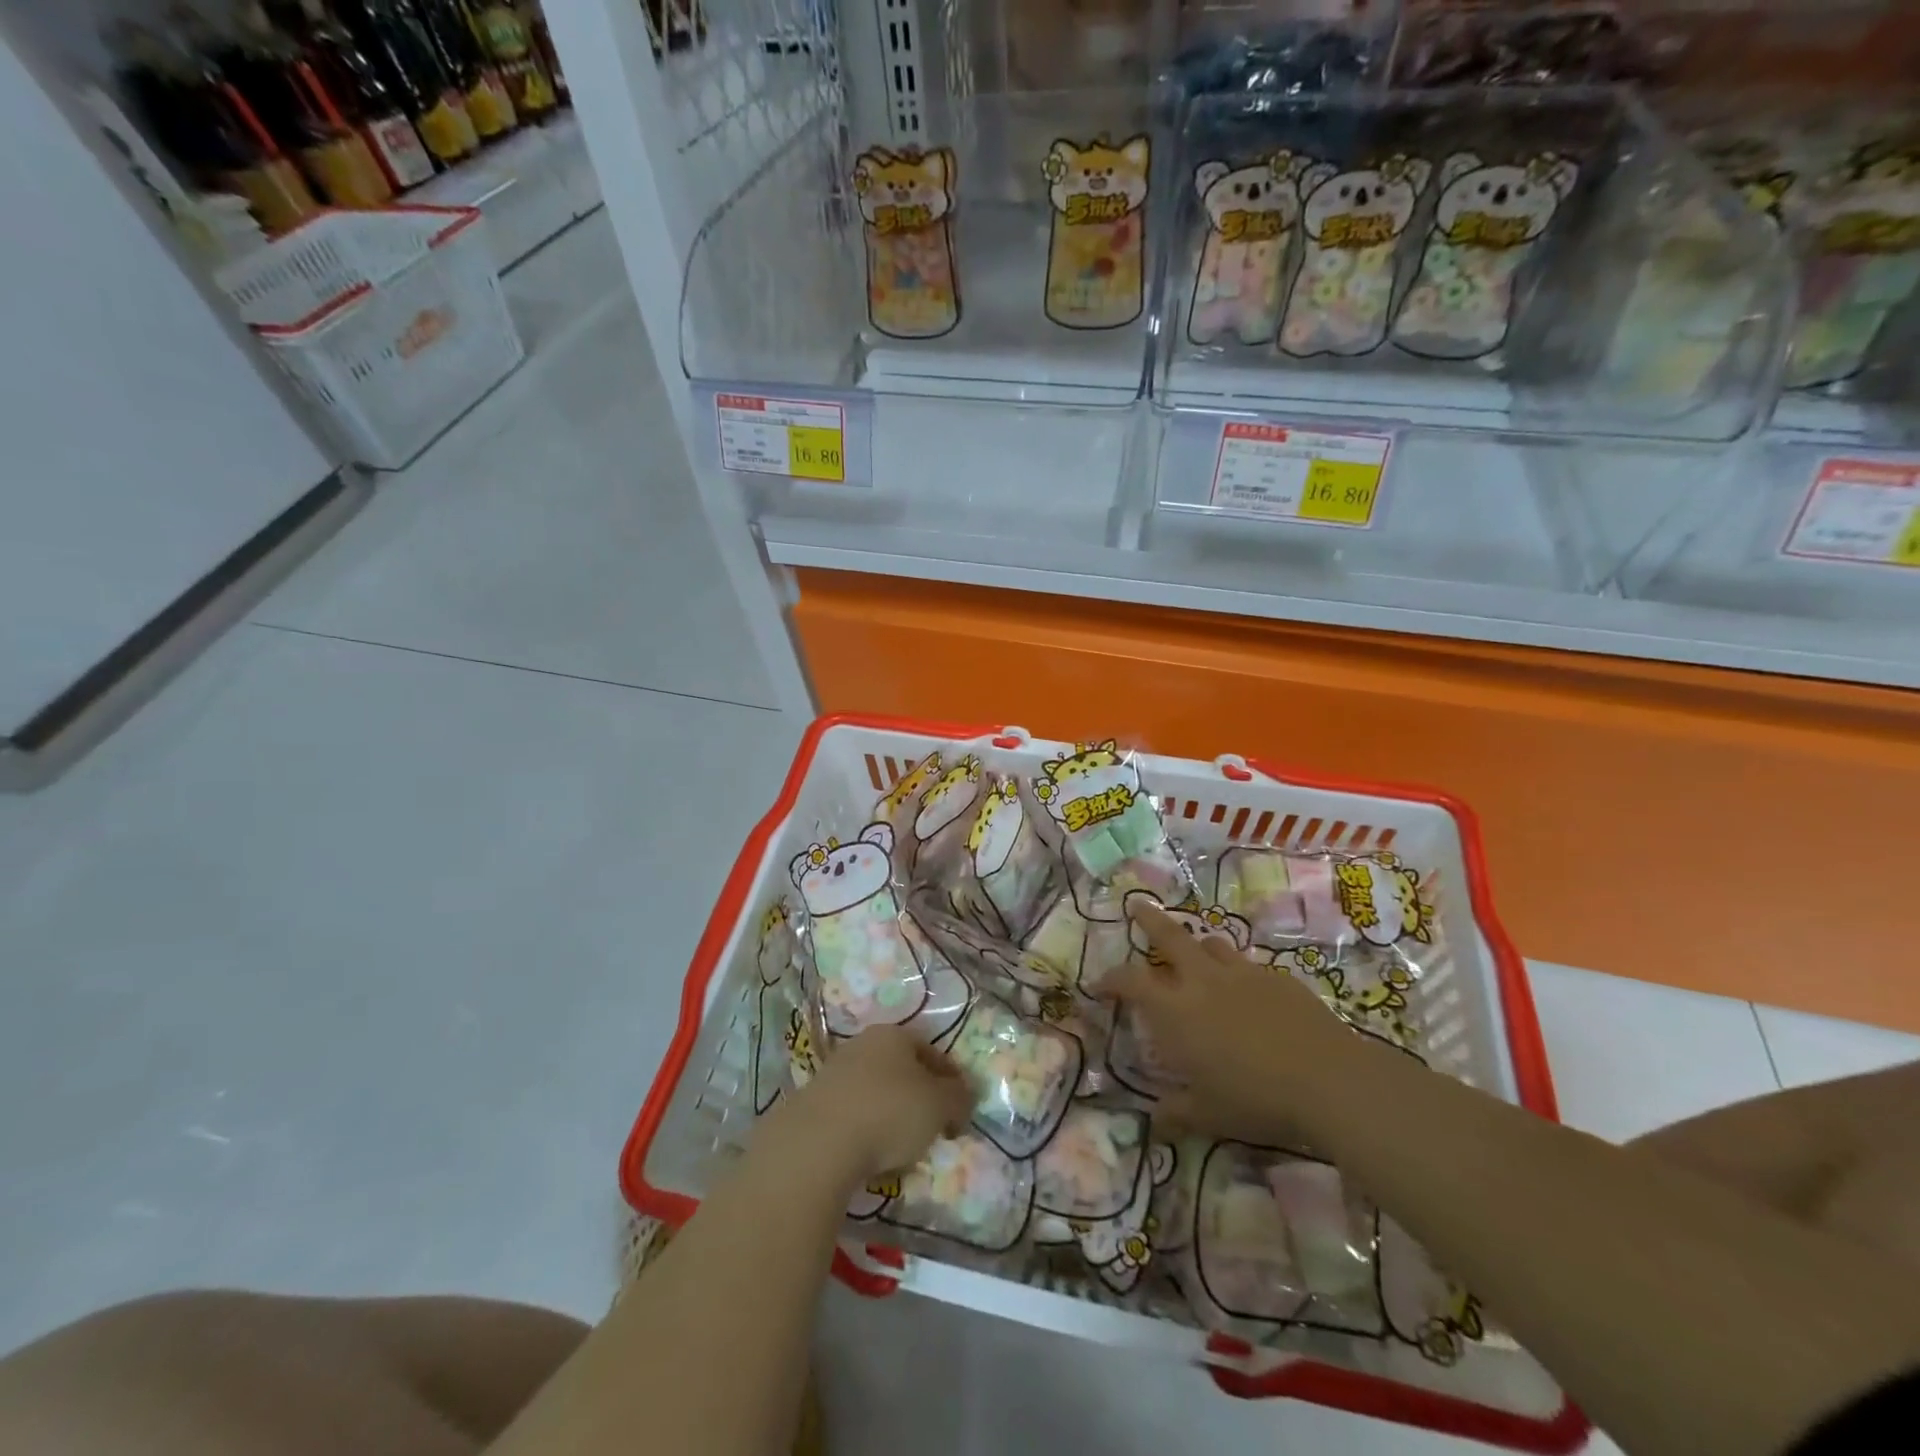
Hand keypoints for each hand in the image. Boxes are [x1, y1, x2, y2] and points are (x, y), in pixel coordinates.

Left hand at [778, 1025, 973, 1184]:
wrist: (817, 1142)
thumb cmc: (889, 1112)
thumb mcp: (939, 1105)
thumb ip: (958, 1097)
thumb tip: (964, 1096)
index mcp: (894, 1034)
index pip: (932, 1052)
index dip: (951, 1081)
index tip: (961, 1111)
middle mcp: (863, 1044)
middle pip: (902, 1070)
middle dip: (920, 1098)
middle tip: (934, 1129)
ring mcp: (834, 1072)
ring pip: (876, 1093)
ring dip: (892, 1116)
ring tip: (902, 1151)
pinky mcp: (813, 1104)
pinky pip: (852, 1115)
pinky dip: (866, 1132)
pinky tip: (871, 1158)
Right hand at [1110, 905, 1359, 1144]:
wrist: (1330, 1081)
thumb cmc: (1256, 1099)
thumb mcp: (1208, 1115)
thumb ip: (1176, 1114)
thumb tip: (1153, 1124)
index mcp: (1176, 1010)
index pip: (1131, 981)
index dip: (1110, 979)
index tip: (1098, 984)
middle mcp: (1204, 981)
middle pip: (1170, 935)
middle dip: (1149, 919)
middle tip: (1136, 906)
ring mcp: (1245, 974)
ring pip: (1212, 943)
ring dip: (1198, 945)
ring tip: (1196, 956)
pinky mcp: (1280, 978)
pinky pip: (1250, 966)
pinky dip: (1238, 973)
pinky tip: (1249, 995)